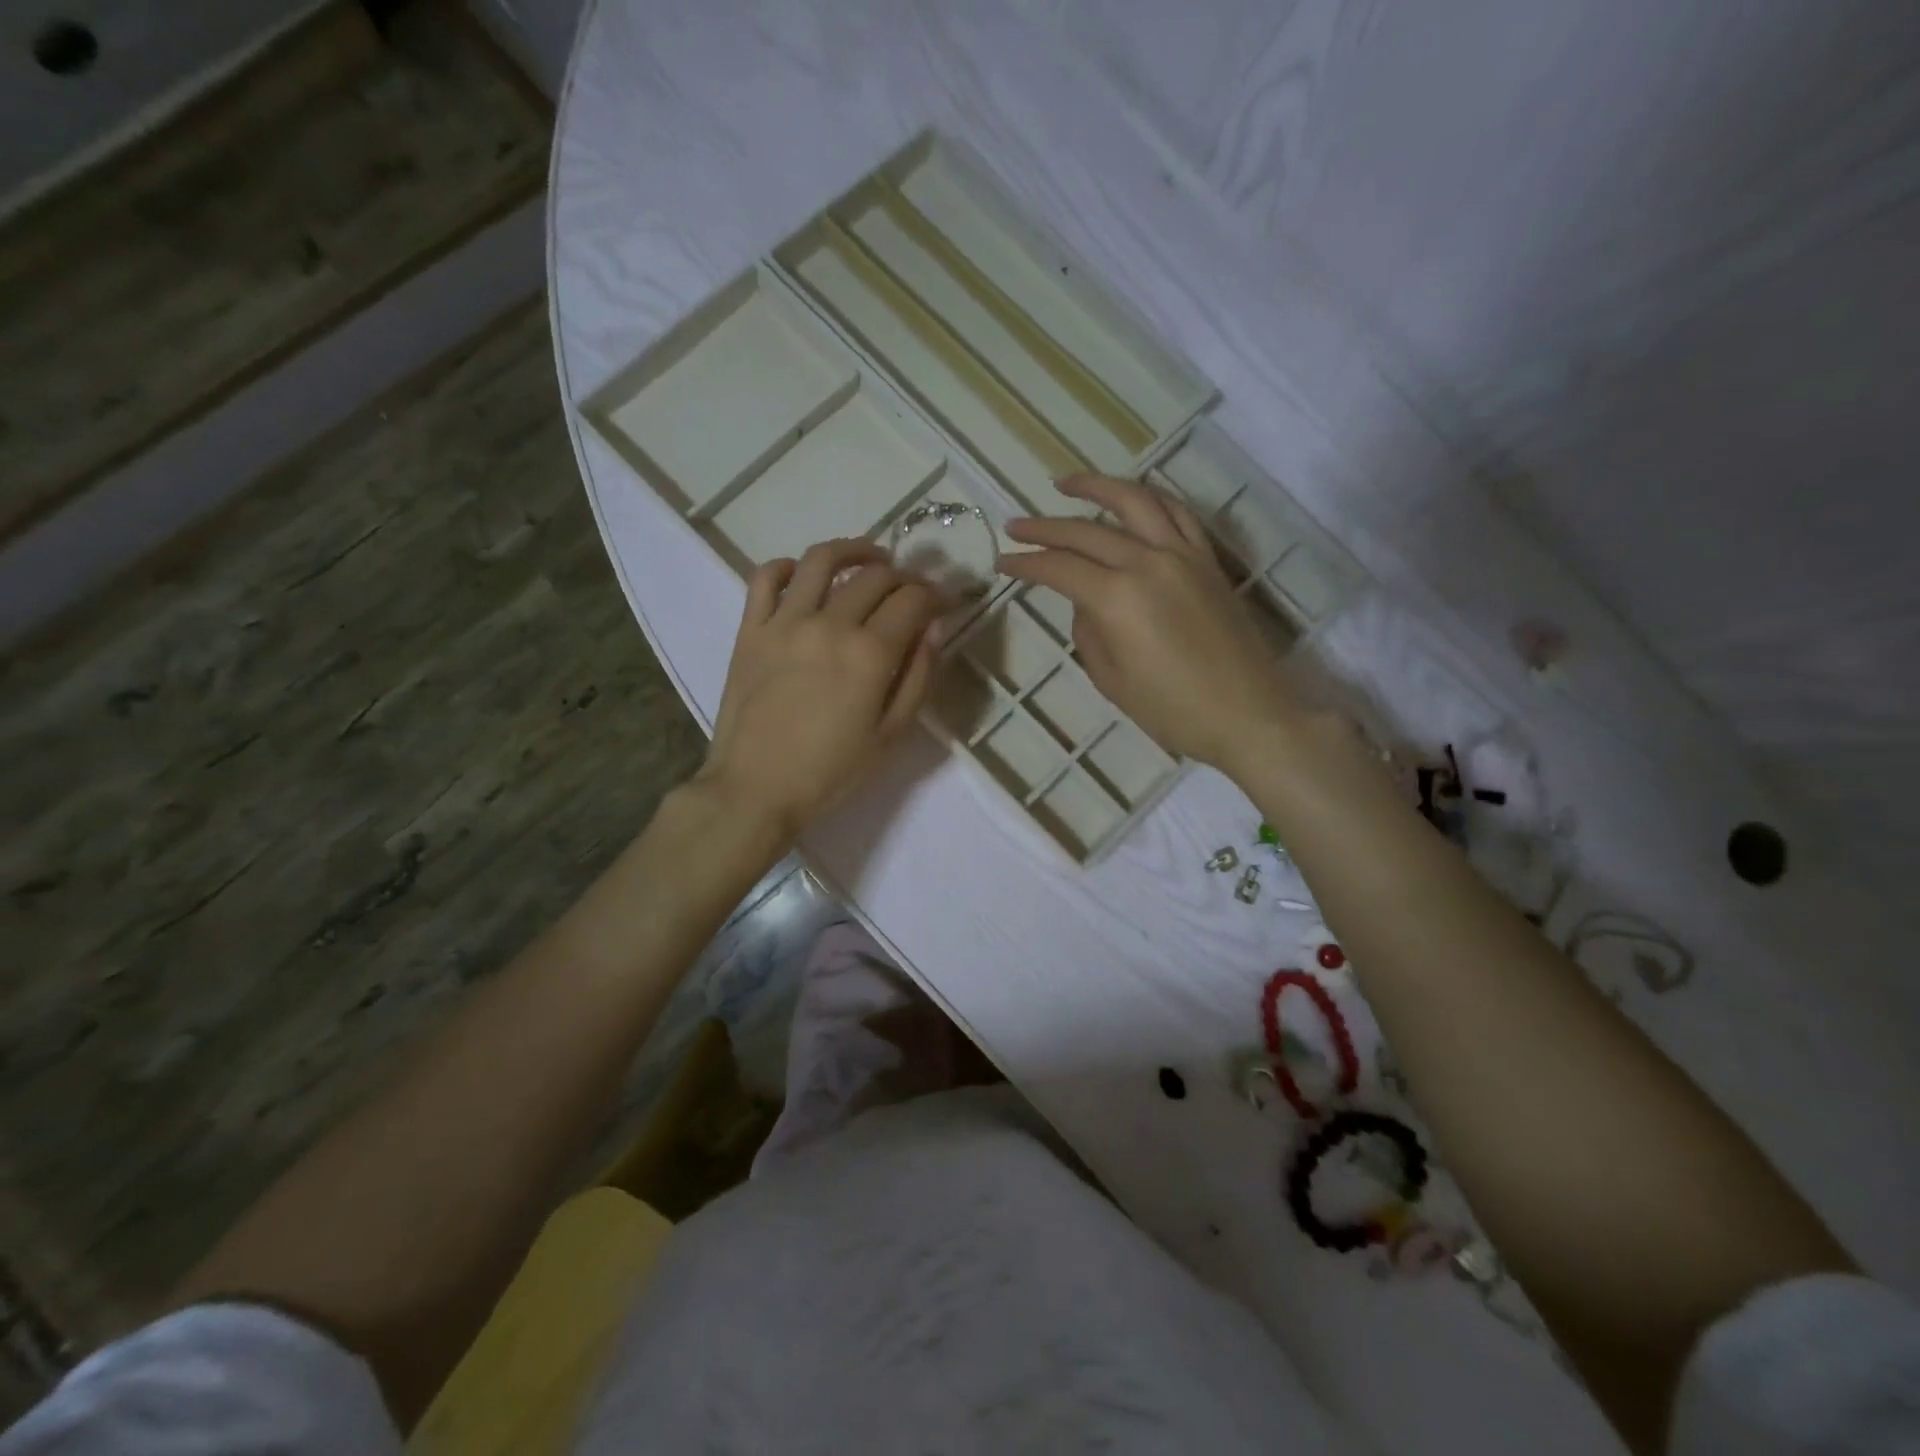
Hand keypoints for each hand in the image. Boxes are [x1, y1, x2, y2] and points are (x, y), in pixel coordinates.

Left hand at [699, 539, 944, 839]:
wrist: (755, 790)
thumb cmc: (830, 773)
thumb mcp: (890, 736)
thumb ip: (918, 678)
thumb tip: (934, 629)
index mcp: (869, 654)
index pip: (912, 601)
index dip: (935, 595)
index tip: (942, 602)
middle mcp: (829, 624)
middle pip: (875, 576)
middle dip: (904, 576)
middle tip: (912, 589)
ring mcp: (784, 622)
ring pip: (822, 560)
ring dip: (854, 549)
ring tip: (870, 557)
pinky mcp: (751, 629)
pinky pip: (766, 577)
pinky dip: (788, 566)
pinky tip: (804, 575)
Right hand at [998, 475, 1297, 772]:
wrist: (1248, 715)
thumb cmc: (1173, 710)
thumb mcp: (1112, 680)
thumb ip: (1089, 632)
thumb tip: (1085, 603)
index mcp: (1118, 598)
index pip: (1059, 568)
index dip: (1026, 563)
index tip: (1002, 561)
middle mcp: (1148, 563)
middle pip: (1087, 531)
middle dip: (1045, 527)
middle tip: (1015, 525)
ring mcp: (1183, 555)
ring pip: (1135, 502)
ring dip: (1097, 487)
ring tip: (1066, 484)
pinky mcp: (1208, 560)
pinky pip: (1176, 514)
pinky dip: (1148, 499)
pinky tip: (1130, 499)